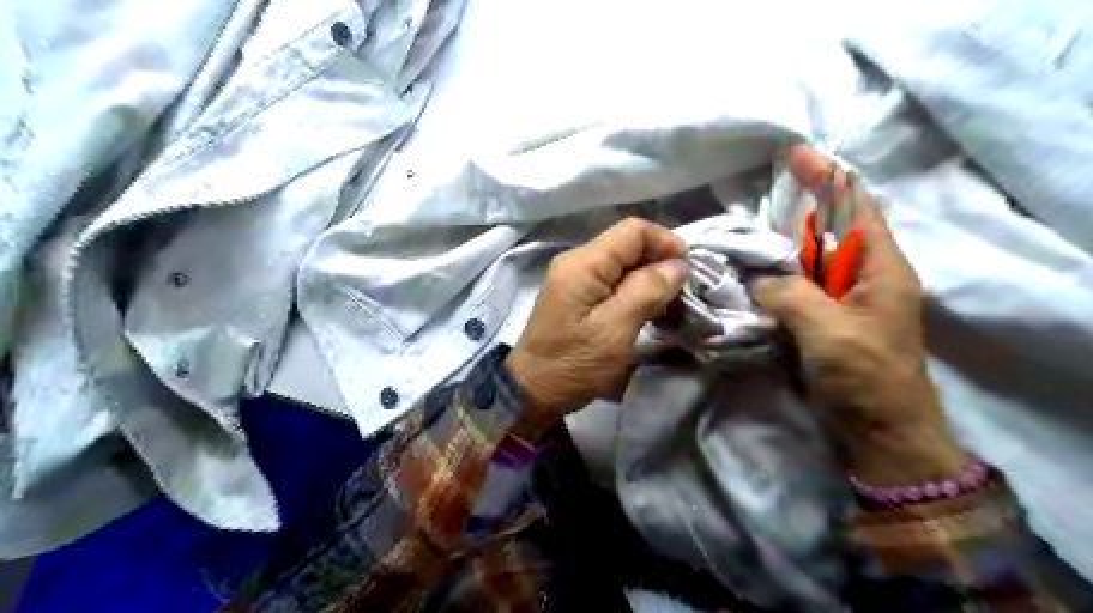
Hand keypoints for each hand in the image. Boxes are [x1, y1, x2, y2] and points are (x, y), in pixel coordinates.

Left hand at [509, 217, 684, 438]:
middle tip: (682, 293)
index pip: (632, 231)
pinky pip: (611, 281)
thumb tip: (678, 264)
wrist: (531, 392)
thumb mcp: (615, 329)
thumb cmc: (573, 364)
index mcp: (583, 264)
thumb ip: (647, 291)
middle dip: (659, 262)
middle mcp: (576, 262)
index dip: (665, 242)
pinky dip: (633, 291)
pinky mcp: (576, 296)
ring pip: (622, 264)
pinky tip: (647, 311)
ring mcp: (574, 279)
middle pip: (627, 245)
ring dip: (648, 279)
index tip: (688, 270)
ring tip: (669, 305)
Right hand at [759, 147, 958, 485]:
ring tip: (742, 233)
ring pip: (808, 259)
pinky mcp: (823, 321)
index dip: (827, 177)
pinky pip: (796, 287)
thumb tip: (759, 279)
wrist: (879, 432)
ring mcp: (841, 301)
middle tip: (754, 197)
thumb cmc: (866, 378)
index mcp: (879, 267)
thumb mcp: (830, 332)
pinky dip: (774, 277)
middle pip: (829, 228)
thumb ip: (791, 294)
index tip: (793, 155)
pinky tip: (749, 274)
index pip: (855, 206)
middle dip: (796, 208)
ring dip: (779, 245)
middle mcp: (862, 276)